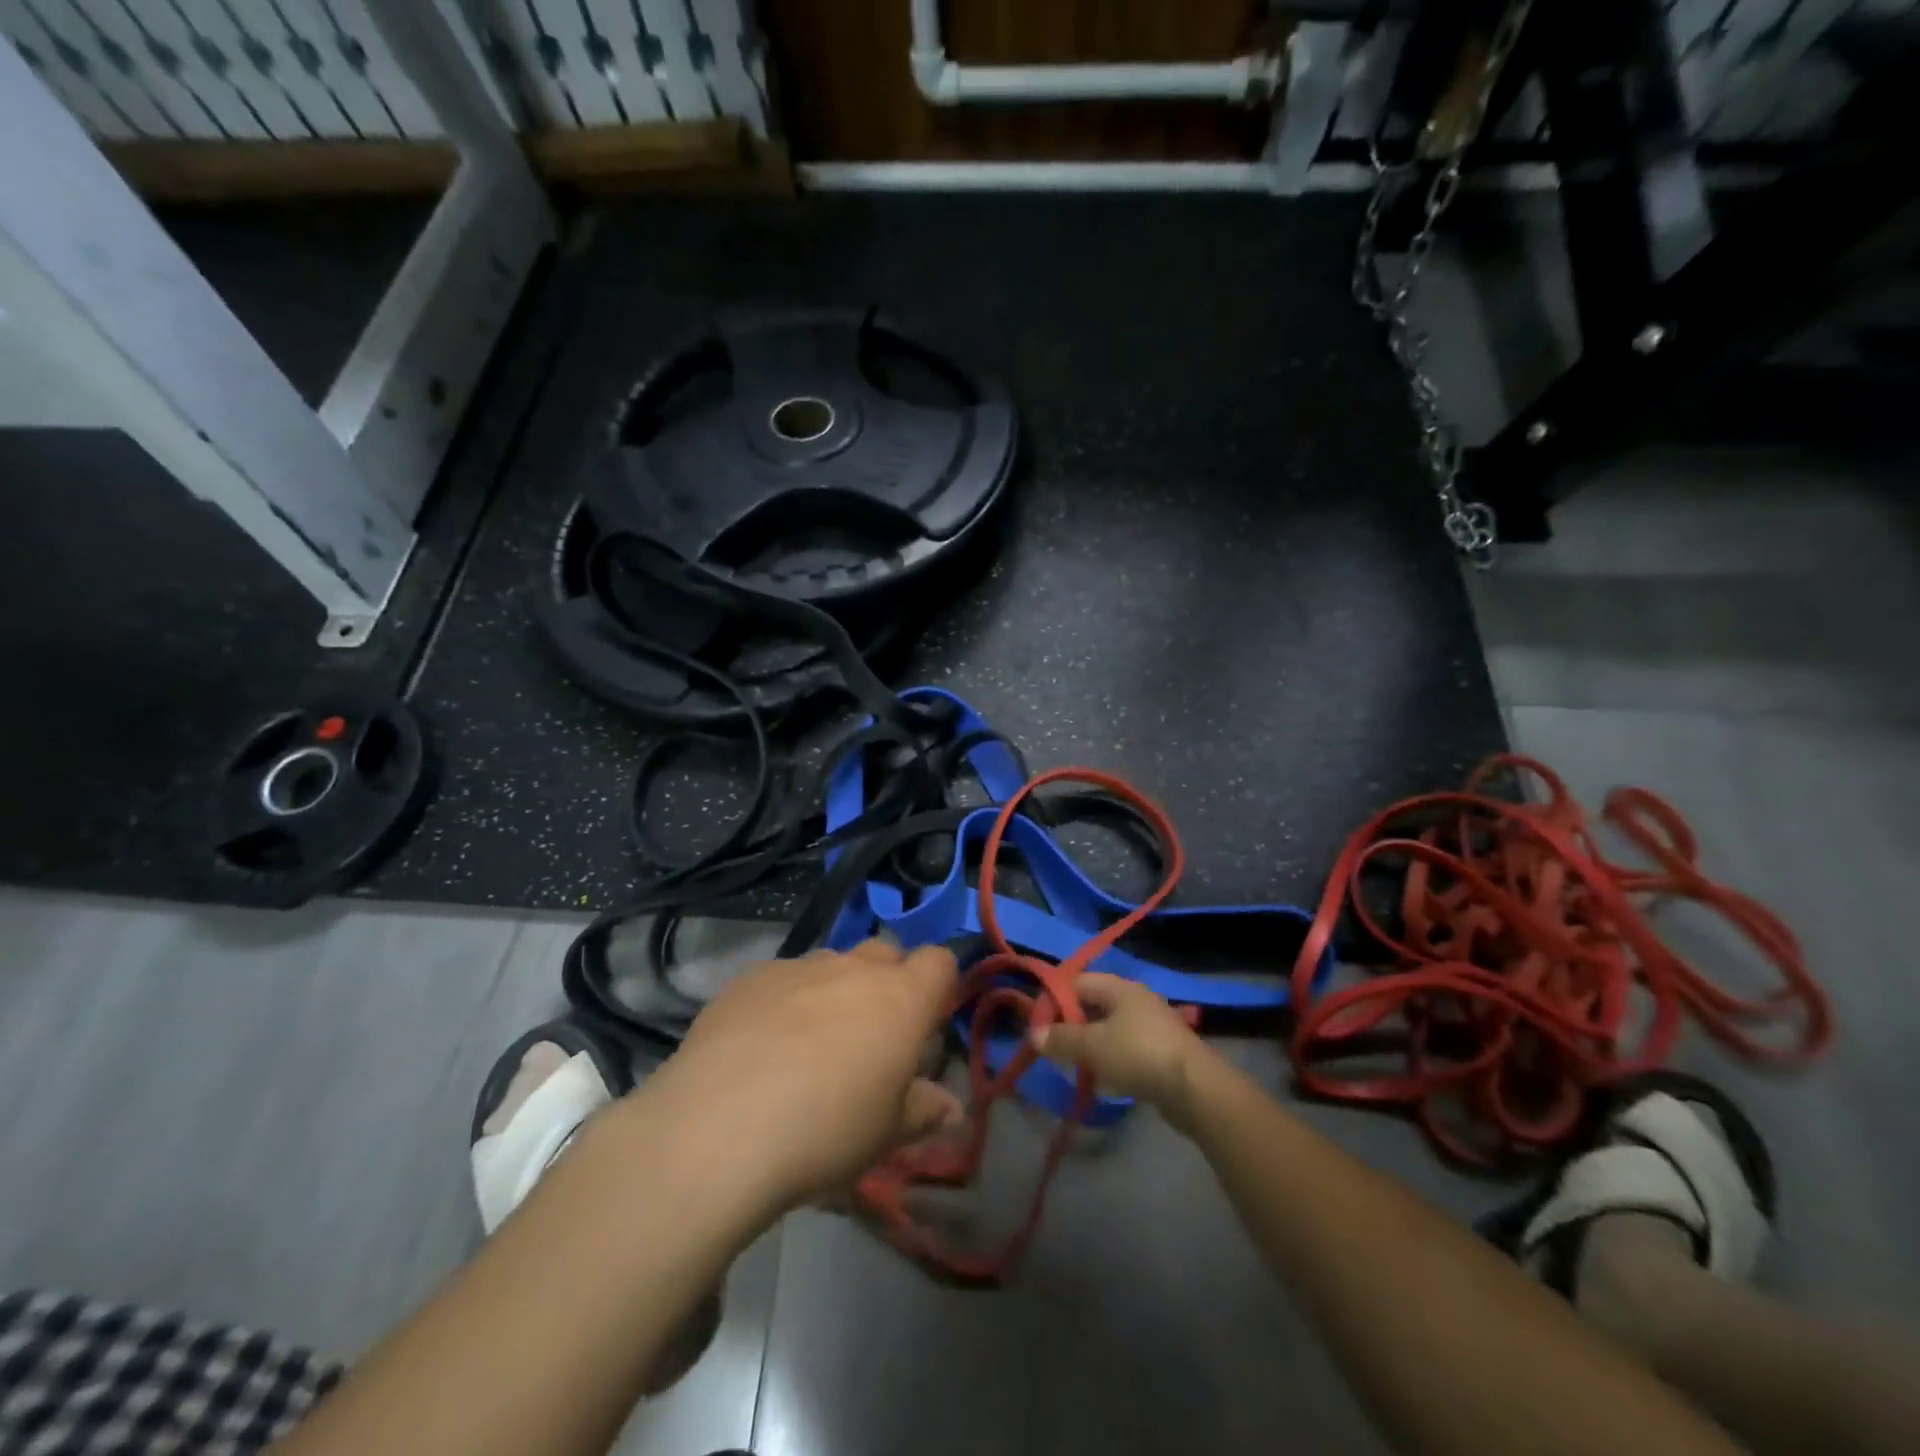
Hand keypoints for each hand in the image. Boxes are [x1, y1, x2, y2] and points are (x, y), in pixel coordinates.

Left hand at [636, 939, 962, 1216]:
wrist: (719, 1128)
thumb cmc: (826, 1131)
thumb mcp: (886, 1133)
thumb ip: (923, 1111)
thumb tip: (952, 1108)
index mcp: (900, 998)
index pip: (938, 961)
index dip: (939, 984)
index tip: (927, 1020)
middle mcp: (853, 968)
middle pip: (885, 952)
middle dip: (887, 981)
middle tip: (871, 1035)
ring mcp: (799, 967)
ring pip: (832, 963)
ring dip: (835, 990)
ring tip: (810, 1043)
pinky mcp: (750, 977)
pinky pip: (783, 977)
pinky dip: (786, 1000)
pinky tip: (761, 1045)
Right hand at [1032, 973, 1214, 1131]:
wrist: (1195, 1089)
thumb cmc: (1138, 1055)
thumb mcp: (1092, 1046)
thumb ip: (1061, 1039)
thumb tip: (1033, 1034)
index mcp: (1119, 987)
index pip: (1077, 982)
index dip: (1054, 1000)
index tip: (1038, 1025)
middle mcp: (1136, 999)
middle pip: (1093, 1003)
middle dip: (1071, 1023)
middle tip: (1053, 1046)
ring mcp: (1151, 1024)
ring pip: (1109, 1026)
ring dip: (1090, 1042)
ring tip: (1073, 1063)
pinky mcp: (1161, 1049)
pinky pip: (1125, 1045)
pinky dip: (1110, 1056)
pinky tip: (1102, 1075)